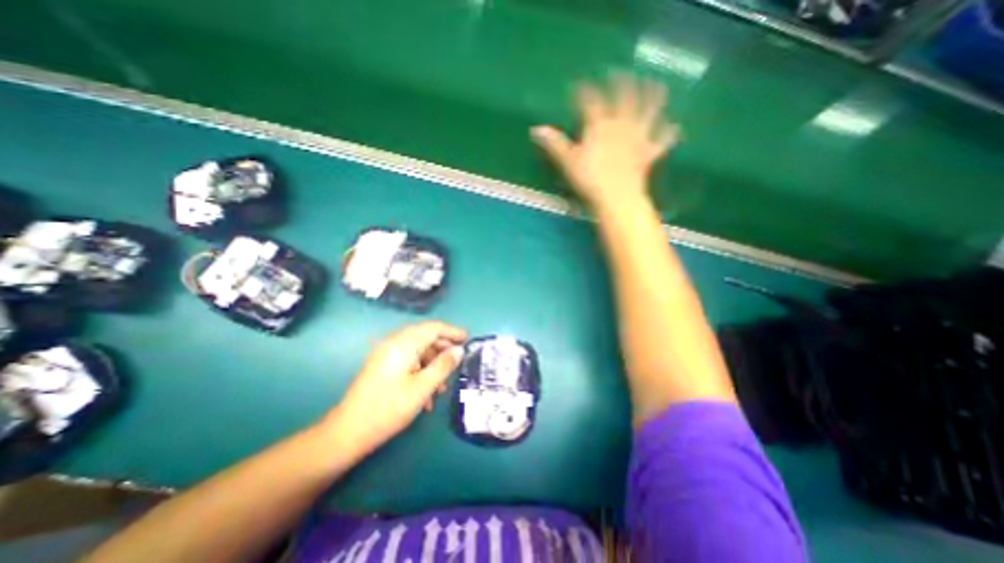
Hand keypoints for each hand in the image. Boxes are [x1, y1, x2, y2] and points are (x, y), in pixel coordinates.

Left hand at [316, 323, 466, 454]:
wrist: (348, 432)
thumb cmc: (389, 408)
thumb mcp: (422, 387)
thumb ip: (443, 365)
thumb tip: (459, 350)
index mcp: (403, 344)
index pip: (433, 328)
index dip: (452, 331)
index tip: (468, 339)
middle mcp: (393, 343)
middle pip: (425, 337)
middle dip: (444, 348)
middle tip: (459, 361)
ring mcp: (386, 355)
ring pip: (417, 350)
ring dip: (433, 364)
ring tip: (443, 385)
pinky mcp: (383, 366)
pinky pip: (408, 361)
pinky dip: (421, 371)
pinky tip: (427, 394)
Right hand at [527, 74, 677, 211]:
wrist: (617, 196)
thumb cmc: (590, 179)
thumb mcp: (568, 161)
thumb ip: (555, 143)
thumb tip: (535, 129)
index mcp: (600, 126)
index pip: (591, 103)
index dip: (584, 93)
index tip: (579, 86)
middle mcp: (622, 126)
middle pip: (624, 99)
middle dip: (621, 84)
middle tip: (621, 73)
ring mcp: (638, 138)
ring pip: (648, 113)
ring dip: (653, 98)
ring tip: (658, 86)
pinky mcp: (648, 153)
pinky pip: (660, 142)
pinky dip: (667, 135)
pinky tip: (675, 128)